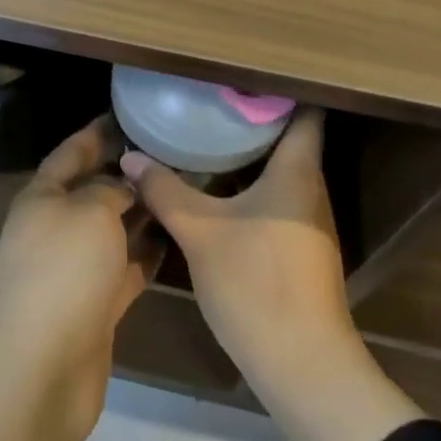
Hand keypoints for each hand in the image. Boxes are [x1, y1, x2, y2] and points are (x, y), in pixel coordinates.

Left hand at [0, 117, 160, 440]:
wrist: (41, 367)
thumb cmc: (63, 271)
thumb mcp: (90, 212)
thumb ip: (111, 190)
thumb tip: (123, 185)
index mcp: (41, 199)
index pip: (69, 154)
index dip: (95, 134)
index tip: (126, 116)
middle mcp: (54, 230)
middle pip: (92, 193)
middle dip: (125, 174)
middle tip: (169, 154)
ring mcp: (73, 271)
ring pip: (111, 232)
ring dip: (141, 215)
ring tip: (181, 190)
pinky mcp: (94, 307)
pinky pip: (124, 270)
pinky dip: (145, 255)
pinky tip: (176, 240)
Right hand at [121, 109, 353, 386]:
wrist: (303, 365)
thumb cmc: (257, 284)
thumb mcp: (200, 232)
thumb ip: (165, 191)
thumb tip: (130, 158)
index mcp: (297, 172)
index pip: (304, 113)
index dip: (279, 89)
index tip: (240, 75)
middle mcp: (310, 189)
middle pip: (290, 139)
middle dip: (253, 119)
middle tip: (210, 101)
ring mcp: (309, 221)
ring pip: (282, 171)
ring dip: (251, 154)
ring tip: (209, 135)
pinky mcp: (301, 248)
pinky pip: (277, 198)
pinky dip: (252, 185)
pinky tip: (219, 188)